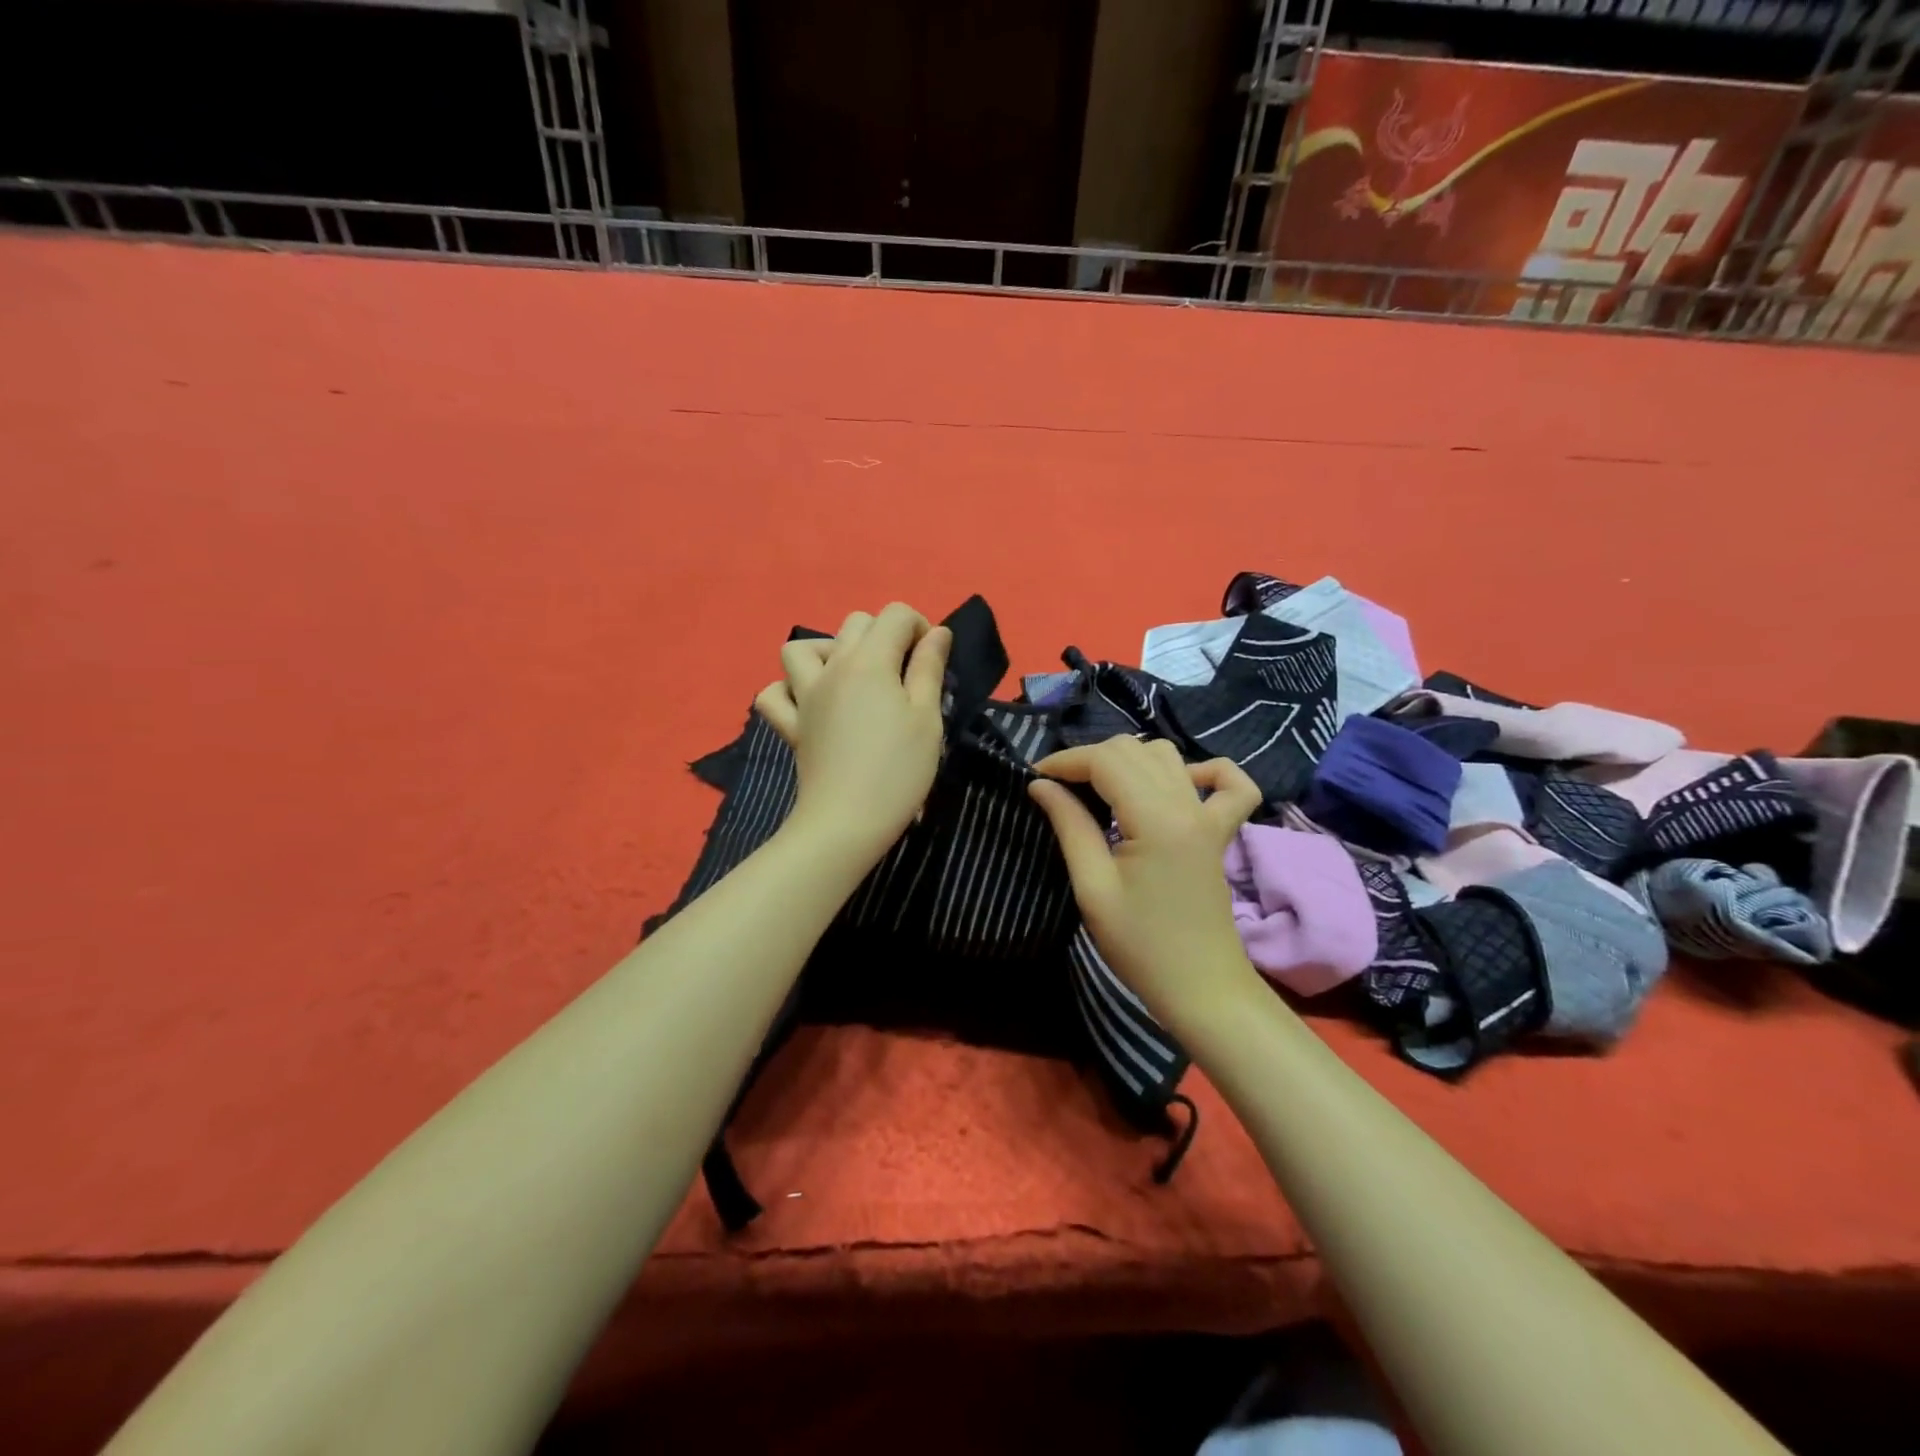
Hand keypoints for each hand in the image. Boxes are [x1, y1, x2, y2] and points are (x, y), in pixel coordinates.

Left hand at [755, 603, 952, 865]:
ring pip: (803, 648)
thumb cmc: (898, 770)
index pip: (895, 614)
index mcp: (870, 661)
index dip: (921, 628)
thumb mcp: (927, 717)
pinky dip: (789, 690)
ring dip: (830, 651)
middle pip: (855, 623)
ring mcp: (805, 696)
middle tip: (904, 674)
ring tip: (854, 678)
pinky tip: (811, 703)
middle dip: (885, 635)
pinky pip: (775, 694)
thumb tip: (937, 632)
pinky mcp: (790, 725)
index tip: (933, 663)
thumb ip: (930, 668)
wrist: (846, 822)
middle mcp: (832, 668)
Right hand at [1028, 737, 1264, 1031]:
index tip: (1034, 780)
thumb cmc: (1140, 946)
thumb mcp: (1092, 888)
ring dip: (1128, 761)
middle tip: (1058, 790)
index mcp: (1156, 819)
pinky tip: (1178, 784)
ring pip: (1166, 756)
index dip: (1064, 761)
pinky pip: (1229, 782)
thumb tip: (1041, 785)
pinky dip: (1204, 771)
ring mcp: (1209, 815)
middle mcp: (1187, 805)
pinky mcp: (1221, 831)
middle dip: (1088, 759)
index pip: (1104, 761)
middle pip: (1132, 750)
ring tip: (1099, 790)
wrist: (1200, 988)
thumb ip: (1069, 826)